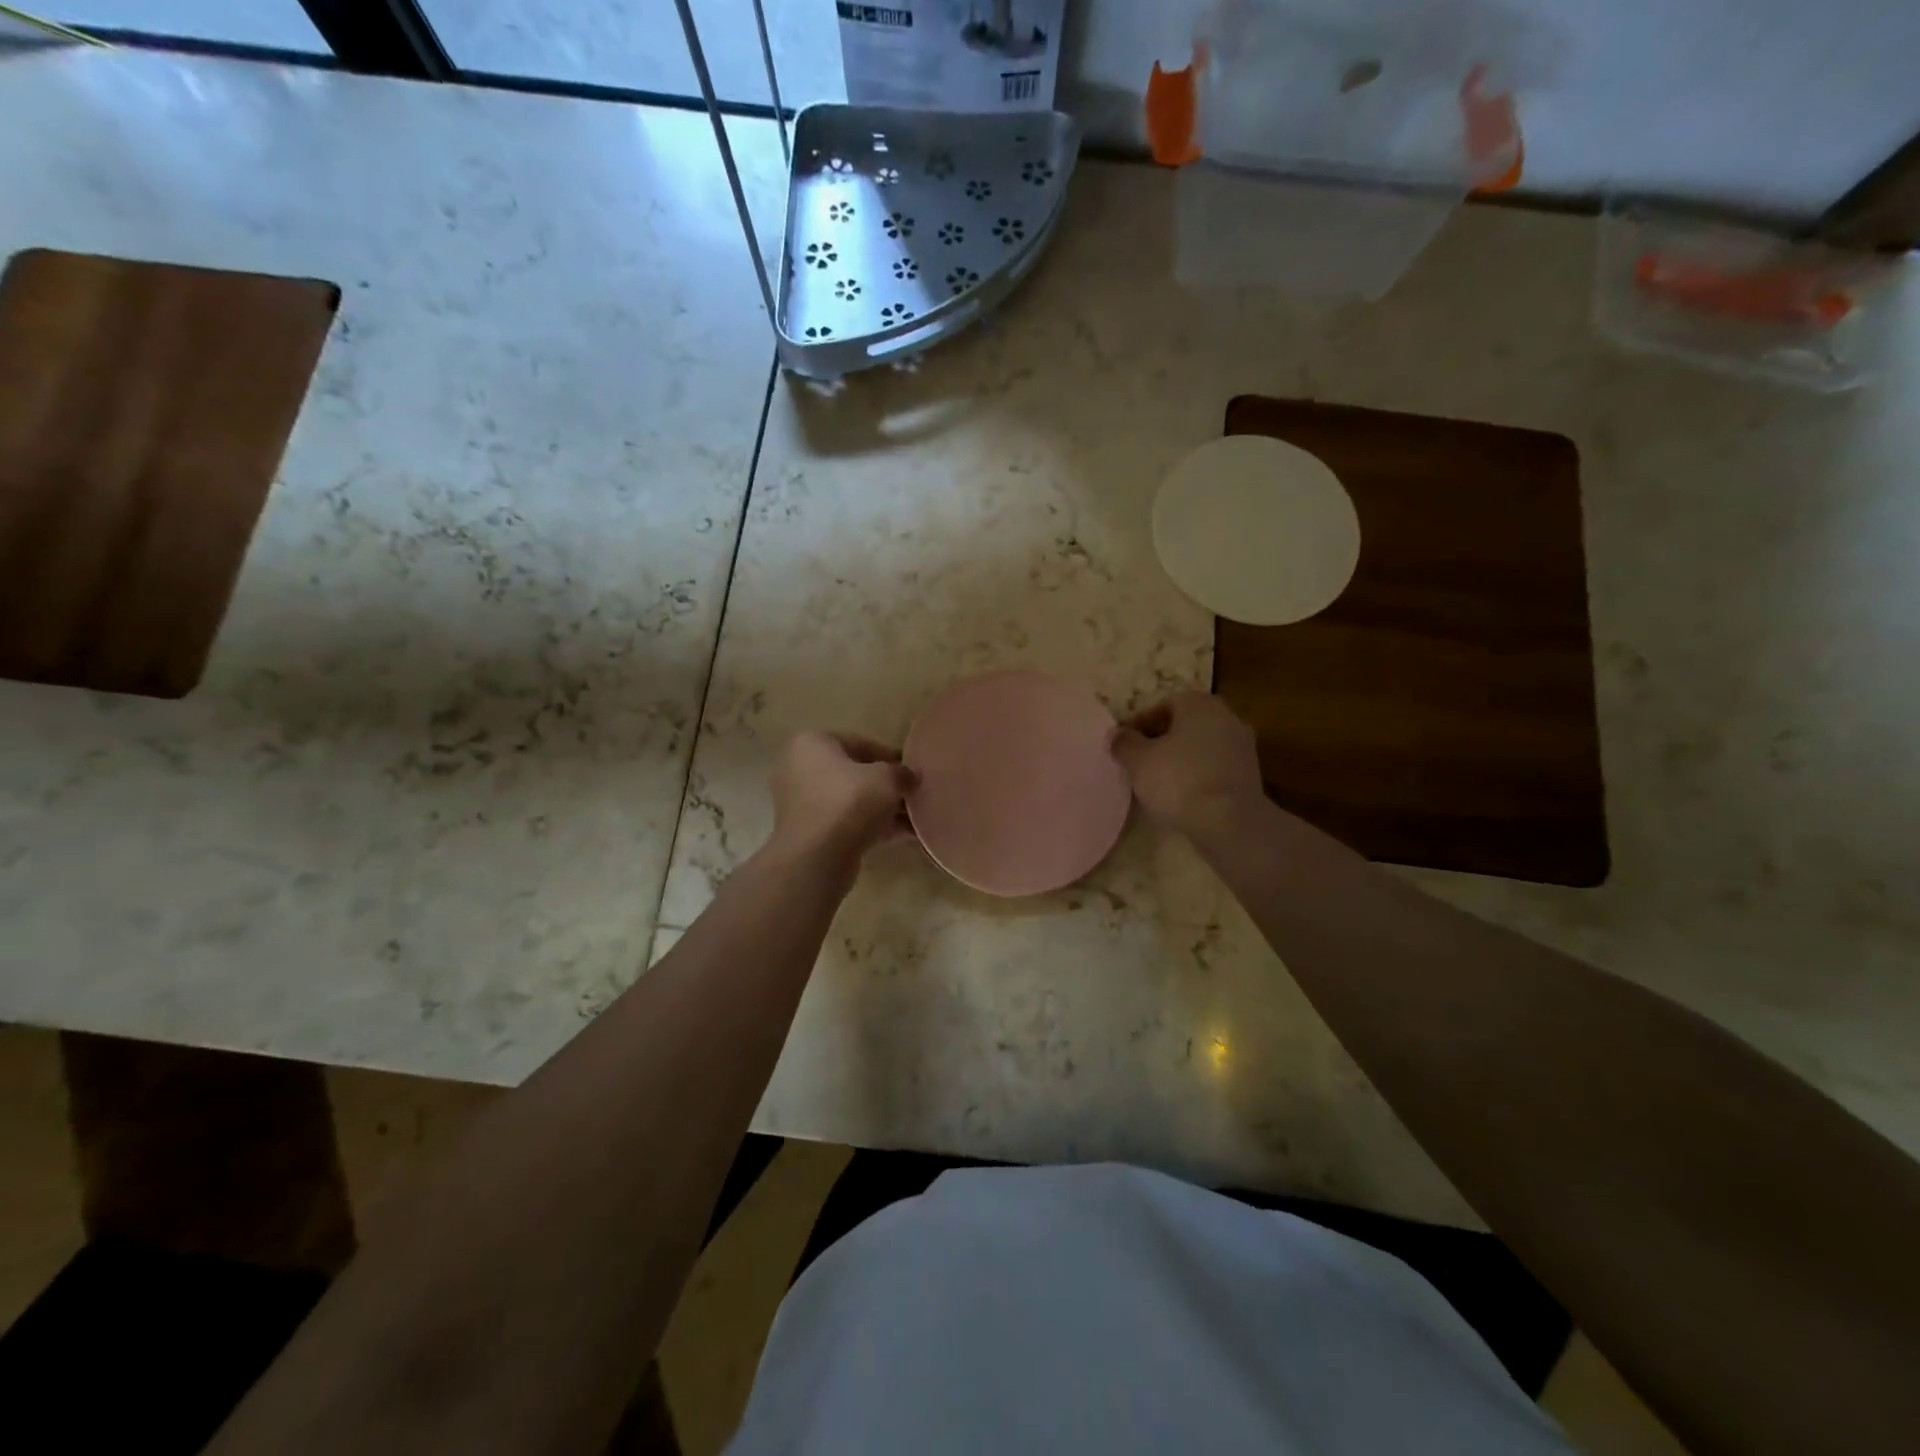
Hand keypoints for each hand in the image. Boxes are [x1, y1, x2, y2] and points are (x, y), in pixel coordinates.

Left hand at [766, 731, 916, 865]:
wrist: (818, 858)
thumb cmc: (850, 802)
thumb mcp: (888, 779)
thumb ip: (902, 773)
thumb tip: (909, 778)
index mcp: (812, 743)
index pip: (860, 743)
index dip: (891, 756)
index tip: (913, 771)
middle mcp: (800, 769)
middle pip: (855, 774)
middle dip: (886, 786)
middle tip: (914, 795)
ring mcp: (803, 804)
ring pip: (852, 801)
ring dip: (883, 809)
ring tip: (916, 818)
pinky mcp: (810, 833)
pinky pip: (848, 823)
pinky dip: (873, 827)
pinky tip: (905, 835)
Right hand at [1110, 692, 1263, 838]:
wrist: (1229, 822)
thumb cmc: (1179, 781)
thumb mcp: (1138, 761)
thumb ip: (1124, 743)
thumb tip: (1117, 734)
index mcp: (1199, 703)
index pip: (1163, 705)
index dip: (1139, 724)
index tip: (1125, 746)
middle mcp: (1226, 716)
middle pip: (1184, 725)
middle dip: (1161, 741)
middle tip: (1139, 763)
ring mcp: (1243, 745)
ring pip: (1201, 746)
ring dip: (1180, 759)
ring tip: (1158, 782)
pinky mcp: (1251, 774)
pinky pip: (1214, 767)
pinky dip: (1198, 775)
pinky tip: (1182, 796)